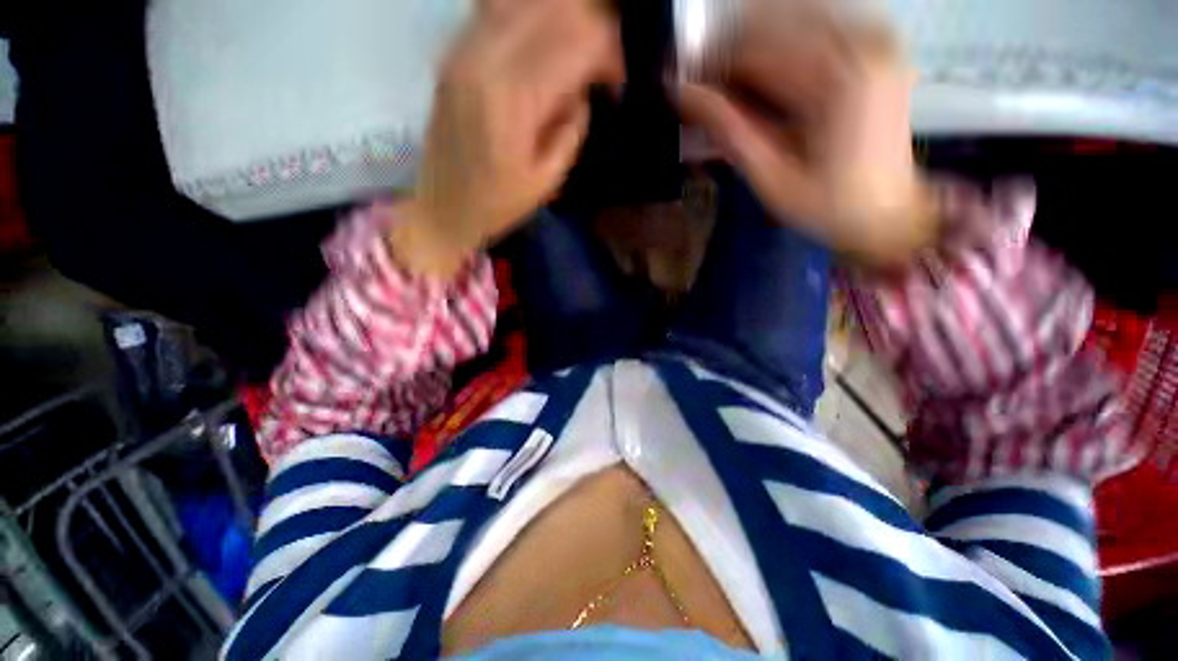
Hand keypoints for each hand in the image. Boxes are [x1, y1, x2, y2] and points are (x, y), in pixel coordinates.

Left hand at [392, 0, 622, 277]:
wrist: (443, 209)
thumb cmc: (498, 205)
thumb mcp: (547, 180)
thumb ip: (572, 131)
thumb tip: (583, 94)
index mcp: (515, 98)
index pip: (575, 45)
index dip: (607, 55)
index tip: (618, 81)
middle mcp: (486, 59)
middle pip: (551, 11)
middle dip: (588, 30)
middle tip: (602, 65)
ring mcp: (463, 51)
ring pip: (522, 3)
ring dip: (559, 19)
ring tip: (576, 52)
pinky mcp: (452, 55)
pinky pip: (495, 12)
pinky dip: (527, 18)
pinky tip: (542, 42)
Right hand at [680, 3, 934, 266]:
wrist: (889, 213)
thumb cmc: (827, 207)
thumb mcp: (771, 179)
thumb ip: (730, 131)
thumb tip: (682, 94)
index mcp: (837, 81)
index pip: (755, 50)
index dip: (710, 65)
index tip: (683, 85)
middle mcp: (861, 44)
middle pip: (774, 27)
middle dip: (730, 56)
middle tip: (704, 89)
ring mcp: (874, 40)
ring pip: (793, 20)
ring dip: (754, 48)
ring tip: (730, 84)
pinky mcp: (877, 46)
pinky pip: (818, 26)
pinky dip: (783, 45)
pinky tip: (766, 74)